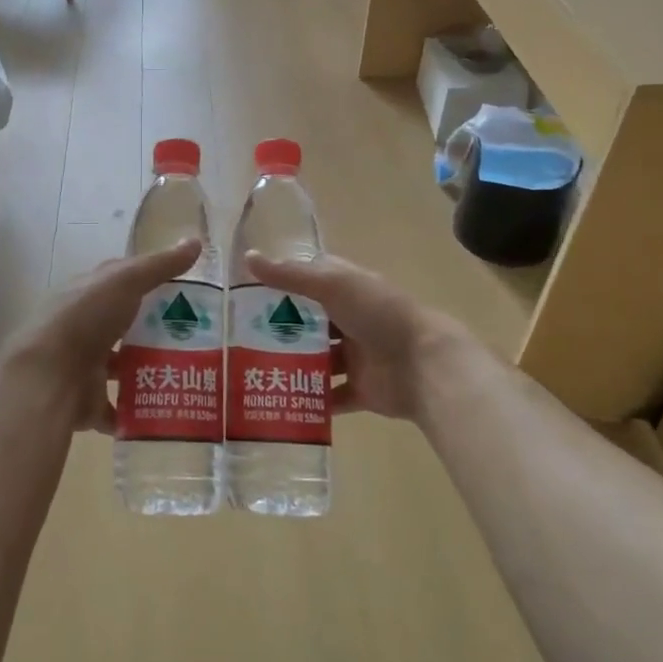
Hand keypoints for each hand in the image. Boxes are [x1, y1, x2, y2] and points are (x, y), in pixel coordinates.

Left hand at [5, 240, 202, 432]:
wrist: (48, 376)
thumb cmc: (85, 318)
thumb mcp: (126, 281)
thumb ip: (160, 265)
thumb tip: (197, 241)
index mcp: (90, 293)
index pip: (123, 282)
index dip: (152, 282)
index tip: (188, 291)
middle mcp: (86, 327)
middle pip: (126, 326)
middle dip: (157, 330)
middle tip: (200, 337)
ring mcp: (85, 365)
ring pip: (123, 366)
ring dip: (149, 369)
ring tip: (191, 373)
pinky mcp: (88, 401)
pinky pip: (118, 408)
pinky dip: (137, 411)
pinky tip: (167, 410)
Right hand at [243, 252, 480, 420]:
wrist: (424, 364)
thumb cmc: (378, 313)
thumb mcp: (331, 285)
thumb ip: (290, 276)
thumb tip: (248, 258)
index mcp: (346, 289)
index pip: (309, 279)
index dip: (281, 283)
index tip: (246, 291)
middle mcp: (349, 319)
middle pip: (308, 323)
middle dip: (279, 329)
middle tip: (238, 337)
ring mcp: (354, 356)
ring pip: (316, 360)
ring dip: (291, 365)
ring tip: (251, 371)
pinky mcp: (359, 389)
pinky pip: (329, 397)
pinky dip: (310, 401)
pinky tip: (279, 403)